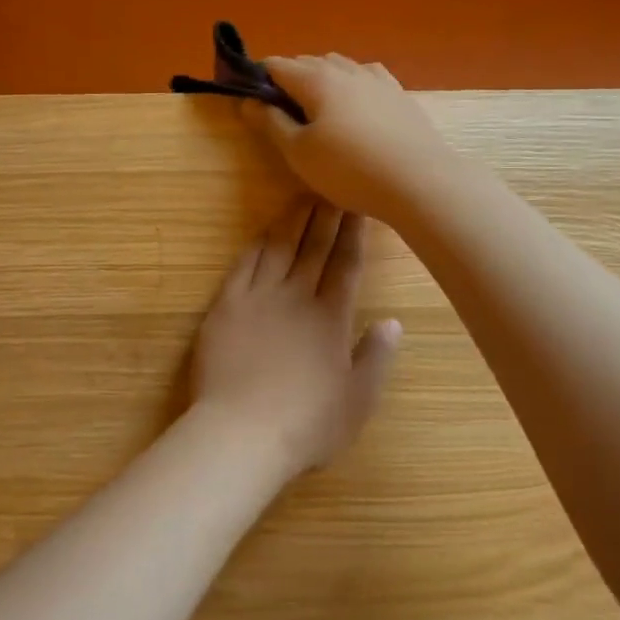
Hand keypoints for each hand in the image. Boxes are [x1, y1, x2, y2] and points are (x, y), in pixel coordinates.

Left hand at [192, 199, 401, 478]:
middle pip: (314, 247)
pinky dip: (255, 245)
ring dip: (292, 220)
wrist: (241, 433)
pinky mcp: (225, 306)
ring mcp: (257, 298)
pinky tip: (263, 233)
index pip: (346, 264)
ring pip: (278, 248)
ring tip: (303, 197)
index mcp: (331, 318)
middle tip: (333, 185)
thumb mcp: (357, 401)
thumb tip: (393, 322)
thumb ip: (376, 358)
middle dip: (326, 214)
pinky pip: (243, 266)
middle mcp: (296, 297)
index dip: (354, 233)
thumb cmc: (306, 424)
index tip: (359, 205)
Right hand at [240, 54, 457, 223]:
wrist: (419, 181)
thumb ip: (271, 123)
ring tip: (317, 111)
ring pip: (339, 67)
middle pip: (308, 62)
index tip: (252, 103)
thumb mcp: (299, 152)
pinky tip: (355, 105)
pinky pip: (366, 79)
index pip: (277, 65)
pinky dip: (351, 86)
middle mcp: (346, 69)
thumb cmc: (349, 169)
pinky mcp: (399, 95)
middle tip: (282, 115)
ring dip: (321, 80)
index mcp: (316, 79)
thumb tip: (248, 102)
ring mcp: (377, 79)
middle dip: (289, 80)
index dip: (258, 79)